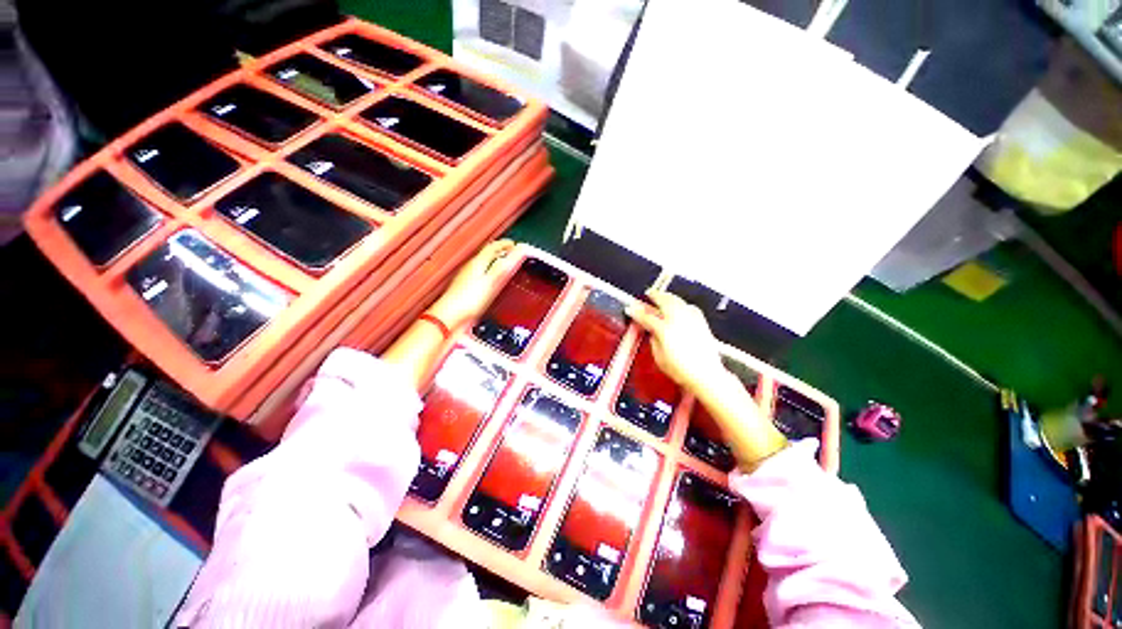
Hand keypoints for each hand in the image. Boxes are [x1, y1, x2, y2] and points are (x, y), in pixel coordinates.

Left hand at [428, 240, 518, 329]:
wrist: (450, 317)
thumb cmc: (469, 300)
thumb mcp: (493, 281)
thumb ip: (506, 265)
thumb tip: (519, 250)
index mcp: (478, 262)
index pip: (493, 247)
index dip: (505, 244)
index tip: (515, 244)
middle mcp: (471, 267)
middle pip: (487, 253)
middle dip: (501, 251)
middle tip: (511, 252)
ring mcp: (466, 277)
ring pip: (483, 263)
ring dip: (495, 261)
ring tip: (504, 264)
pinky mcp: (465, 287)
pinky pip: (480, 273)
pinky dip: (489, 271)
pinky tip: (492, 280)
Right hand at [625, 289, 724, 394]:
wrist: (706, 375)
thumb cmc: (680, 370)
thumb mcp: (659, 357)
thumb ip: (654, 340)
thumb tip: (652, 330)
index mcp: (664, 329)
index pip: (647, 317)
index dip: (637, 312)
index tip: (629, 308)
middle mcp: (678, 319)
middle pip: (665, 301)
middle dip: (655, 295)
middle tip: (648, 293)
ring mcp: (691, 319)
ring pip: (678, 301)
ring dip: (668, 296)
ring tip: (663, 296)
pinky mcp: (701, 322)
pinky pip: (689, 307)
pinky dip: (682, 303)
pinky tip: (680, 306)